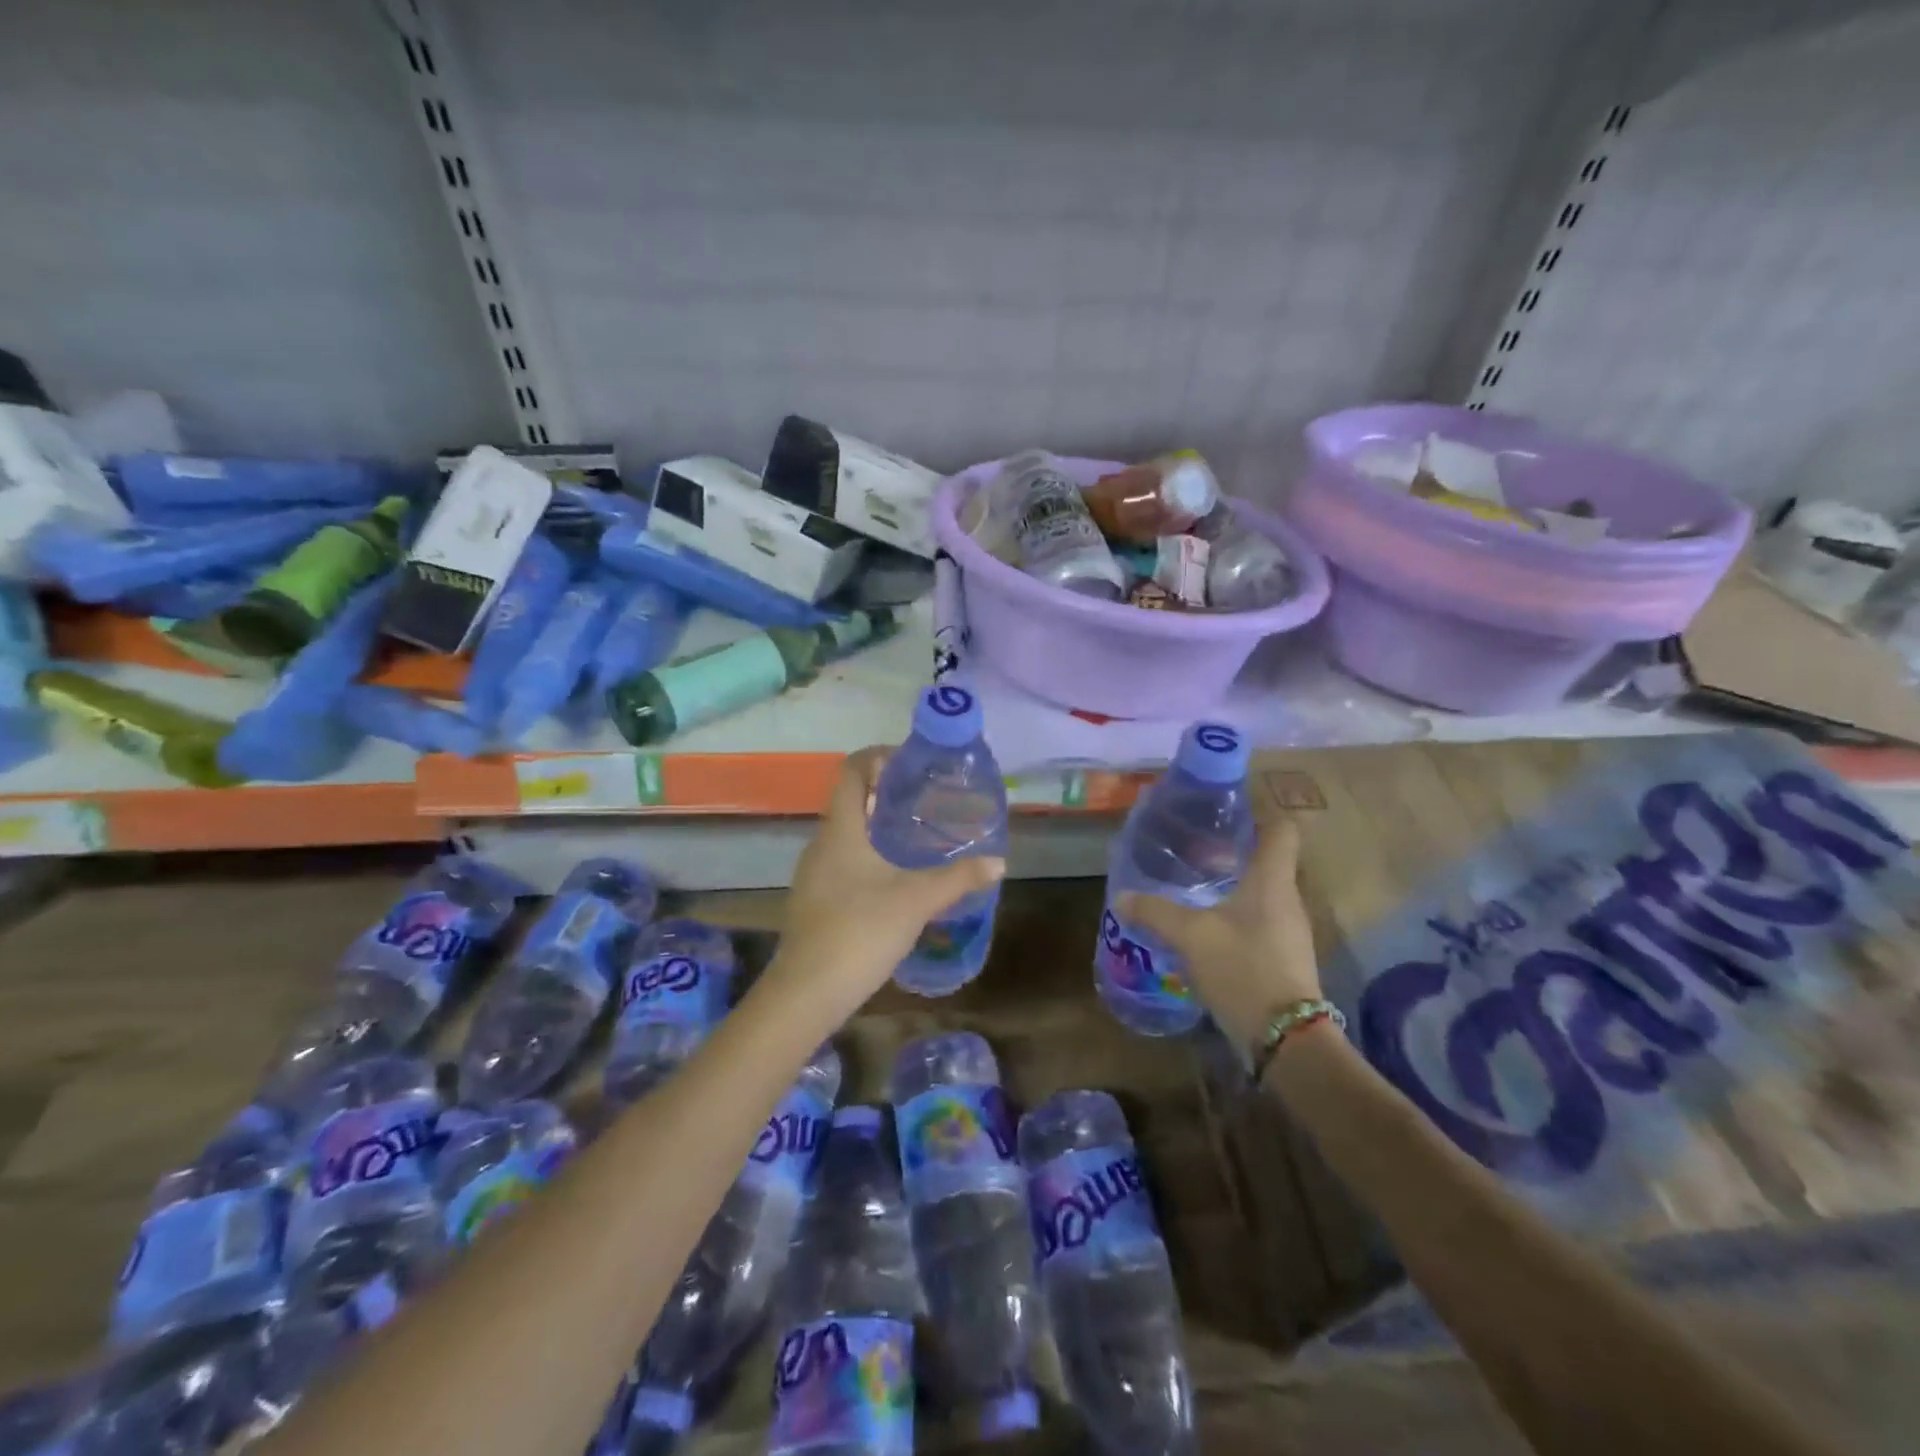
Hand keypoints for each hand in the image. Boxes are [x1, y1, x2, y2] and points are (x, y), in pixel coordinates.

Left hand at [762, 746, 1005, 1030]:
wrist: (807, 992)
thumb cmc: (860, 931)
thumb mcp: (917, 900)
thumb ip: (958, 878)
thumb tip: (998, 862)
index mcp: (841, 829)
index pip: (850, 770)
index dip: (878, 756)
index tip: (912, 763)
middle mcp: (821, 843)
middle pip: (850, 800)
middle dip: (885, 793)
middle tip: (926, 799)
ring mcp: (813, 873)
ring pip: (846, 833)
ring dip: (877, 826)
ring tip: (917, 836)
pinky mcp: (815, 899)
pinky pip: (843, 861)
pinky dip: (869, 855)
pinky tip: (895, 878)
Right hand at [1117, 817, 1320, 1048]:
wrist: (1285, 1036)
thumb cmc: (1242, 967)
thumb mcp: (1190, 936)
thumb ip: (1155, 911)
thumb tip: (1122, 896)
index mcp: (1272, 880)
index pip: (1281, 830)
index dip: (1258, 816)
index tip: (1225, 816)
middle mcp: (1287, 899)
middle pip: (1268, 861)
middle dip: (1233, 853)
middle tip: (1194, 852)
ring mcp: (1289, 931)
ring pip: (1262, 894)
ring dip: (1233, 887)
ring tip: (1195, 888)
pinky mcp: (1283, 958)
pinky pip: (1259, 923)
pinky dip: (1236, 918)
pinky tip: (1206, 930)